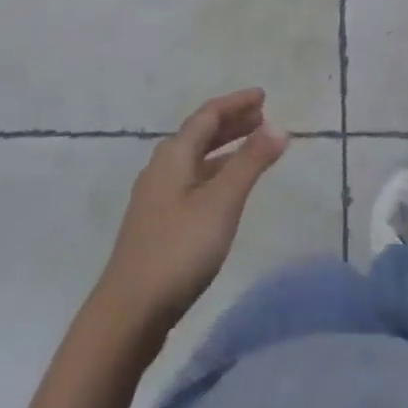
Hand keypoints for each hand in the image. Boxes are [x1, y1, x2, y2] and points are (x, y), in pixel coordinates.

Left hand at [95, 88, 287, 333]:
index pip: (208, 115)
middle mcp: (161, 168)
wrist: (129, 312)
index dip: (236, 103)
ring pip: (195, 160)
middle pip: (199, 135)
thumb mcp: (221, 202)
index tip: (263, 96)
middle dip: (231, 123)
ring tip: (252, 148)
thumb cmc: (178, 249)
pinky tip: (226, 191)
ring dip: (224, 149)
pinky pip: (192, 181)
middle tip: (262, 118)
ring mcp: (156, 197)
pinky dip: (215, 173)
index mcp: (173, 155)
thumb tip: (278, 126)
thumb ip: (250, 162)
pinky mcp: (157, 223)